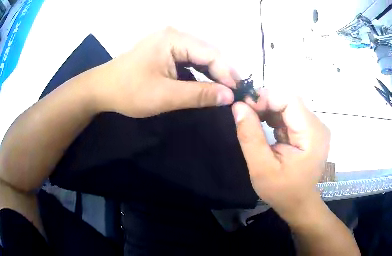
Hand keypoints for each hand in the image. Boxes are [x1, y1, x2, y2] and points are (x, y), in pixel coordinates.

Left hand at [90, 27, 235, 117]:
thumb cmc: (129, 91)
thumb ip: (199, 95)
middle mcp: (175, 35)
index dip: (227, 73)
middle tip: (233, 94)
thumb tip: (229, 96)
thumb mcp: (165, 95)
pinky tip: (205, 84)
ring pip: (199, 56)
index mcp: (174, 39)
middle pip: (207, 53)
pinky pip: (188, 60)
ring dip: (211, 74)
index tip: (238, 93)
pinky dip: (198, 73)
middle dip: (221, 73)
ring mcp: (169, 42)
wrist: (102, 89)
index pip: (211, 53)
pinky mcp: (165, 51)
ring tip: (224, 91)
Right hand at [232, 90, 329, 225]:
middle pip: (289, 100)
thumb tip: (238, 106)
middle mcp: (317, 125)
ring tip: (250, 120)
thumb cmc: (282, 190)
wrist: (298, 203)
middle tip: (243, 113)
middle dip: (264, 103)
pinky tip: (262, 126)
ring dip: (267, 109)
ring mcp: (313, 127)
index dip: (265, 98)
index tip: (243, 107)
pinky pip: (288, 115)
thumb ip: (250, 136)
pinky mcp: (307, 131)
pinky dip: (272, 117)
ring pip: (287, 105)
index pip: (289, 100)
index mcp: (312, 134)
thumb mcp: (261, 167)